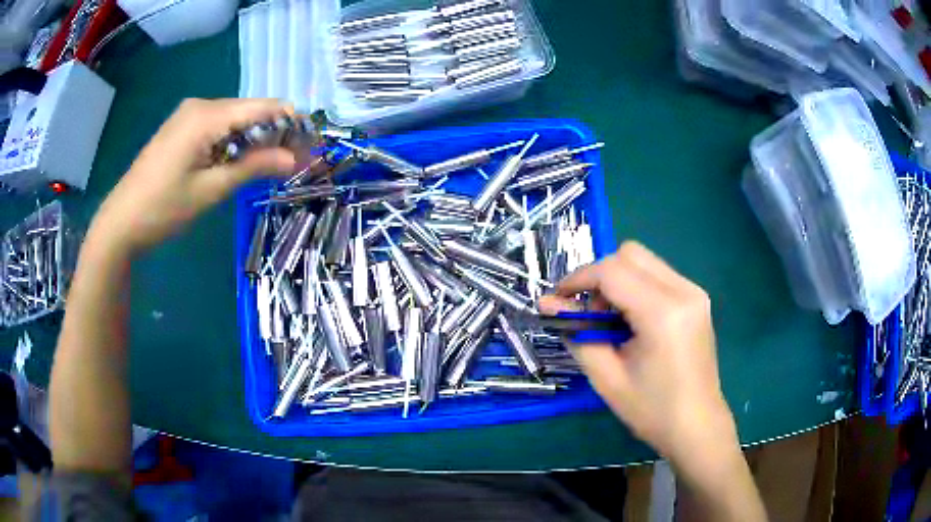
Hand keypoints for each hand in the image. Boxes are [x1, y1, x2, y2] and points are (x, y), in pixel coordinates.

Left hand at [90, 98, 296, 255]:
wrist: (120, 222)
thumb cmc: (163, 208)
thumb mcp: (211, 190)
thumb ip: (253, 168)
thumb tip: (294, 159)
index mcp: (207, 115)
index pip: (263, 107)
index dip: (291, 123)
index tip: (310, 146)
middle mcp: (200, 106)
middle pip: (249, 111)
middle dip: (272, 133)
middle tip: (290, 163)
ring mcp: (188, 115)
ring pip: (233, 119)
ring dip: (252, 140)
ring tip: (267, 167)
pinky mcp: (181, 128)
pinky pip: (216, 127)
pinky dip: (232, 142)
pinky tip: (235, 163)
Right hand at [539, 242, 737, 465]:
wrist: (697, 426)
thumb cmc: (652, 410)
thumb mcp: (607, 378)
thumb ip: (577, 334)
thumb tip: (547, 305)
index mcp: (664, 313)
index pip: (612, 271)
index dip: (578, 279)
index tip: (558, 300)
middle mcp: (684, 291)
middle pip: (629, 254)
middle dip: (600, 276)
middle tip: (590, 313)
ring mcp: (694, 292)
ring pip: (644, 261)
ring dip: (618, 280)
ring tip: (612, 321)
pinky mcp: (697, 298)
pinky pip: (658, 274)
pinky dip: (636, 286)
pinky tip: (633, 321)